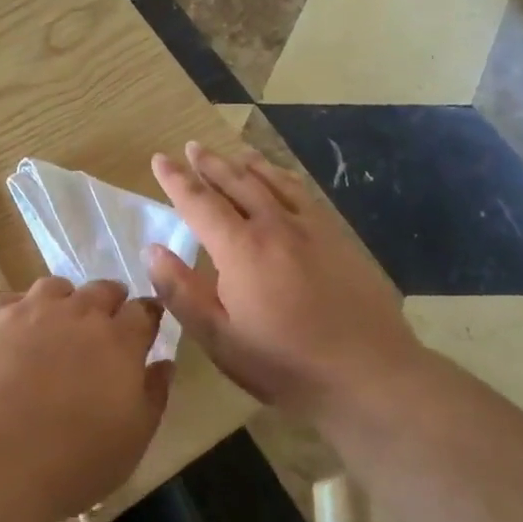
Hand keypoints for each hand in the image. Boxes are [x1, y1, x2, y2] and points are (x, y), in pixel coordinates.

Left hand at [0, 278, 171, 521]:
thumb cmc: (73, 461)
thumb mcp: (133, 439)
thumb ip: (154, 395)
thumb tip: (164, 363)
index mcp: (119, 341)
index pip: (144, 311)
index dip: (147, 316)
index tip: (145, 327)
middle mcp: (78, 313)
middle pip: (102, 289)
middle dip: (109, 302)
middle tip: (104, 326)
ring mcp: (31, 311)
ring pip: (55, 287)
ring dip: (65, 300)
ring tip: (58, 324)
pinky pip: (11, 299)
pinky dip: (20, 310)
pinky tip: (15, 332)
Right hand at [147, 142, 426, 423]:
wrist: (370, 373)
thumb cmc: (285, 364)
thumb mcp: (220, 339)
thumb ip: (182, 292)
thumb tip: (152, 250)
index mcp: (241, 249)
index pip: (199, 202)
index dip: (176, 180)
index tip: (159, 159)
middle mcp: (275, 225)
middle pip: (237, 182)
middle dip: (210, 164)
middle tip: (192, 147)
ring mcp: (312, 228)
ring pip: (274, 182)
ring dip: (248, 164)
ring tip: (233, 154)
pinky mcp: (339, 237)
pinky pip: (304, 193)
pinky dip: (284, 177)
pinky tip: (283, 179)